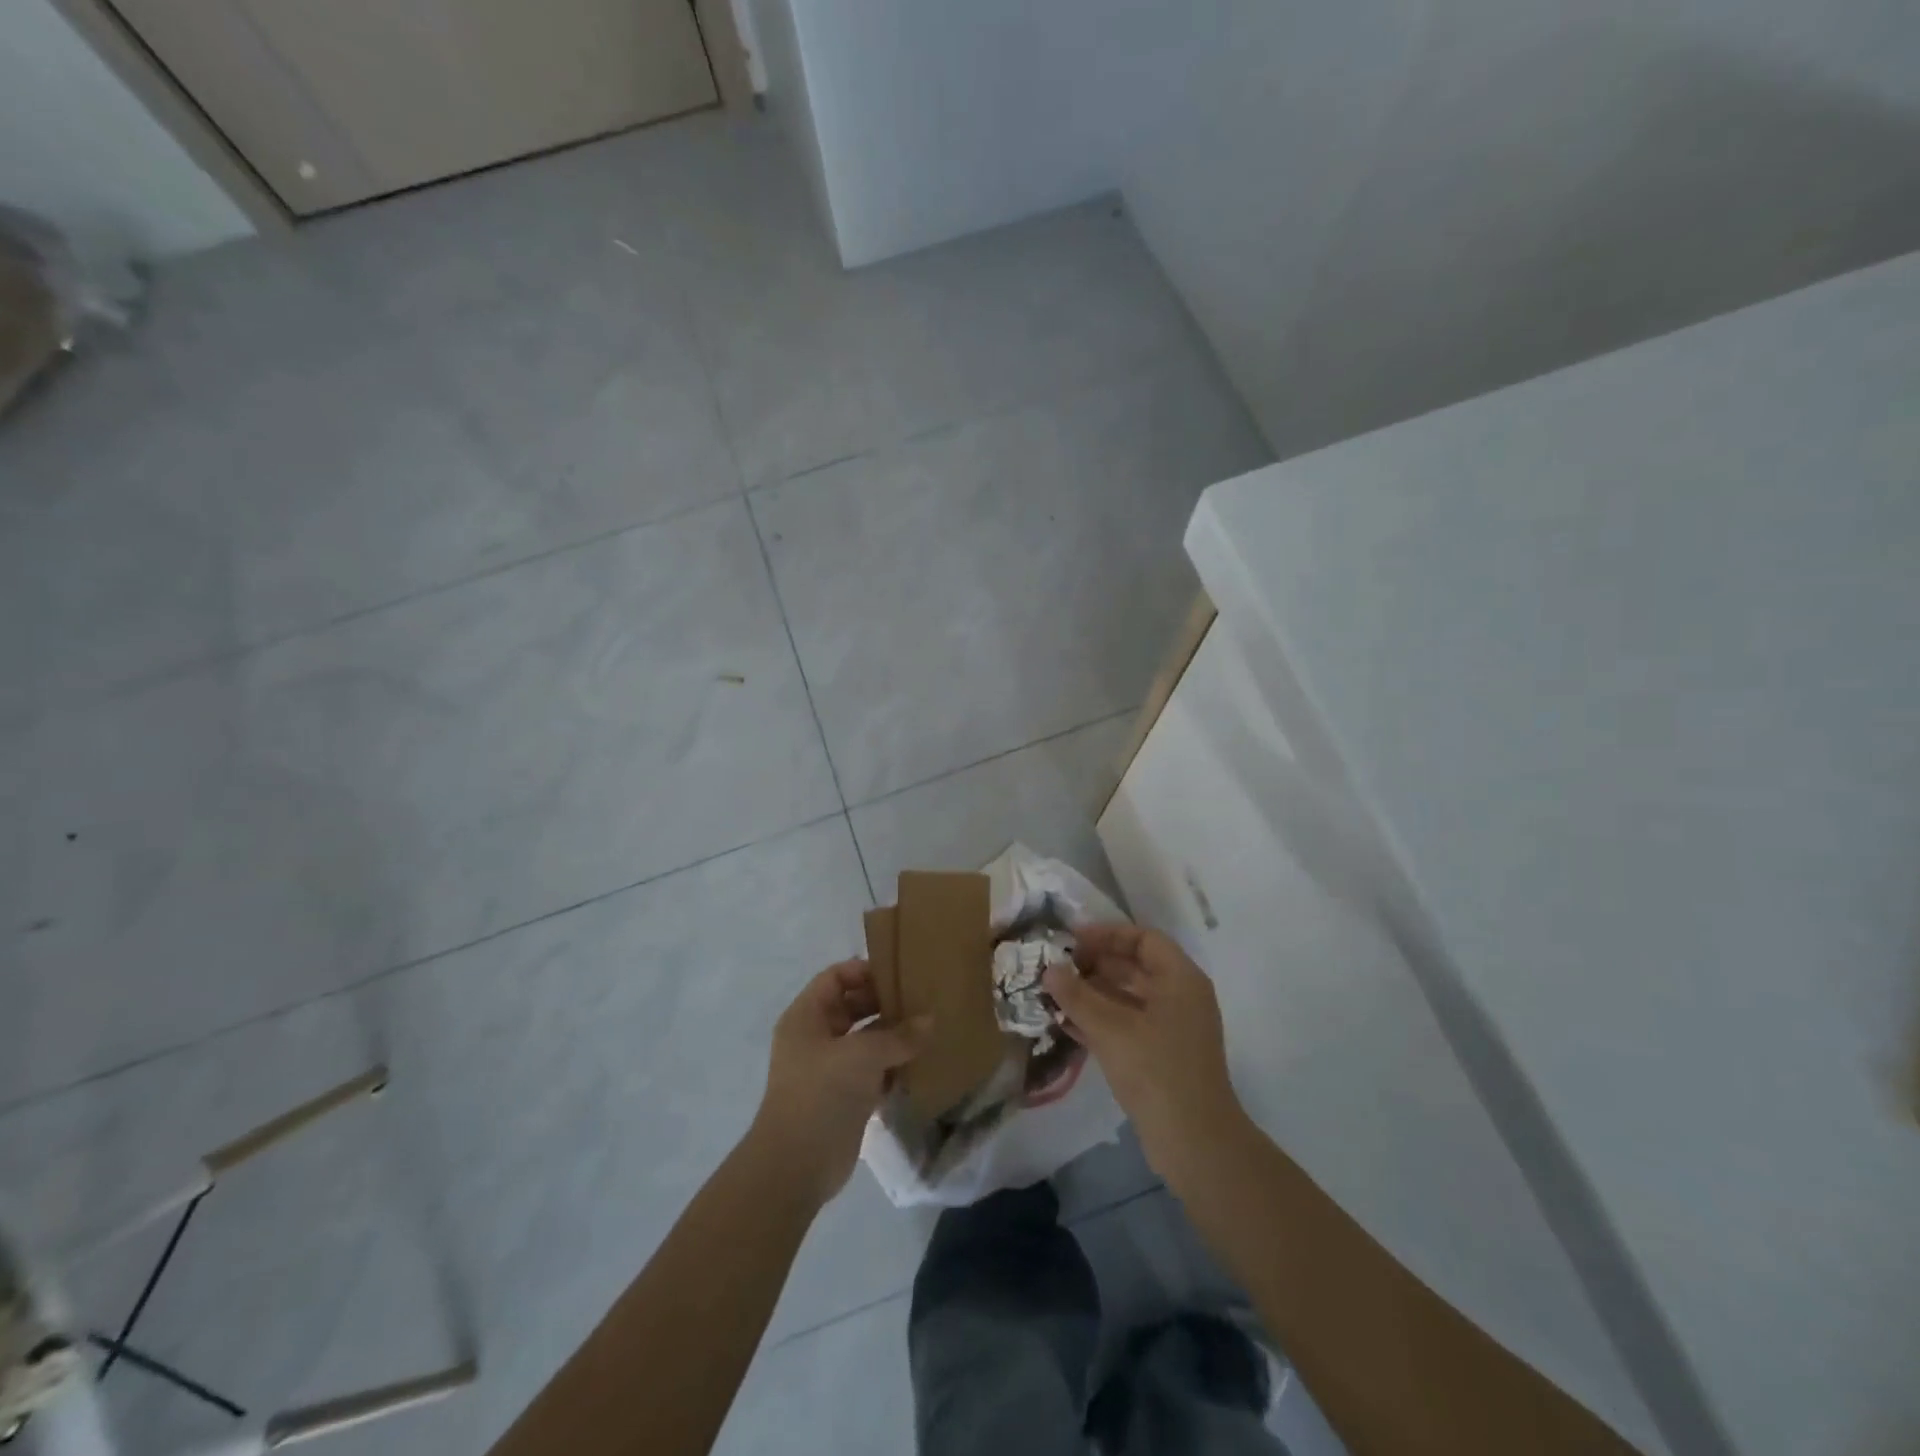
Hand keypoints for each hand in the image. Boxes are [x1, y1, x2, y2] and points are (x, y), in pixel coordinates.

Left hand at [748, 960, 924, 1206]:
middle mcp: (815, 1037)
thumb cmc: (822, 1093)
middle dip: (884, 1003)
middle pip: (852, 1007)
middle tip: (921, 1000)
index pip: (835, 977)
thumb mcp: (863, 1055)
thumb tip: (930, 1021)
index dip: (864, 971)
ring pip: (864, 1040)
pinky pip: (872, 1070)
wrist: (796, 1166)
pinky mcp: (844, 1096)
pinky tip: (920, 1063)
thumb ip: (899, 1036)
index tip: (899, 975)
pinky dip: (892, 1066)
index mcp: (806, 1016)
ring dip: (892, 1036)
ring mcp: (829, 1068)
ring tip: (928, 1030)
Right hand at [1044, 924, 1245, 1175]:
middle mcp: (1180, 997)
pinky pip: (1128, 1023)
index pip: (1143, 938)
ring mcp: (1172, 1028)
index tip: (1071, 940)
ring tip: (1054, 994)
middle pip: (1135, 966)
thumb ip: (1077, 996)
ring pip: (1128, 996)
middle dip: (1094, 964)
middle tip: (1056, 967)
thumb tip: (1049, 968)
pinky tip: (1066, 1024)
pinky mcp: (1162, 1055)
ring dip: (1092, 994)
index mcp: (1180, 979)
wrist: (1195, 1143)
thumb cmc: (1156, 1071)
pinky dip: (1100, 1020)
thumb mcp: (1110, 1029)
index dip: (1107, 934)